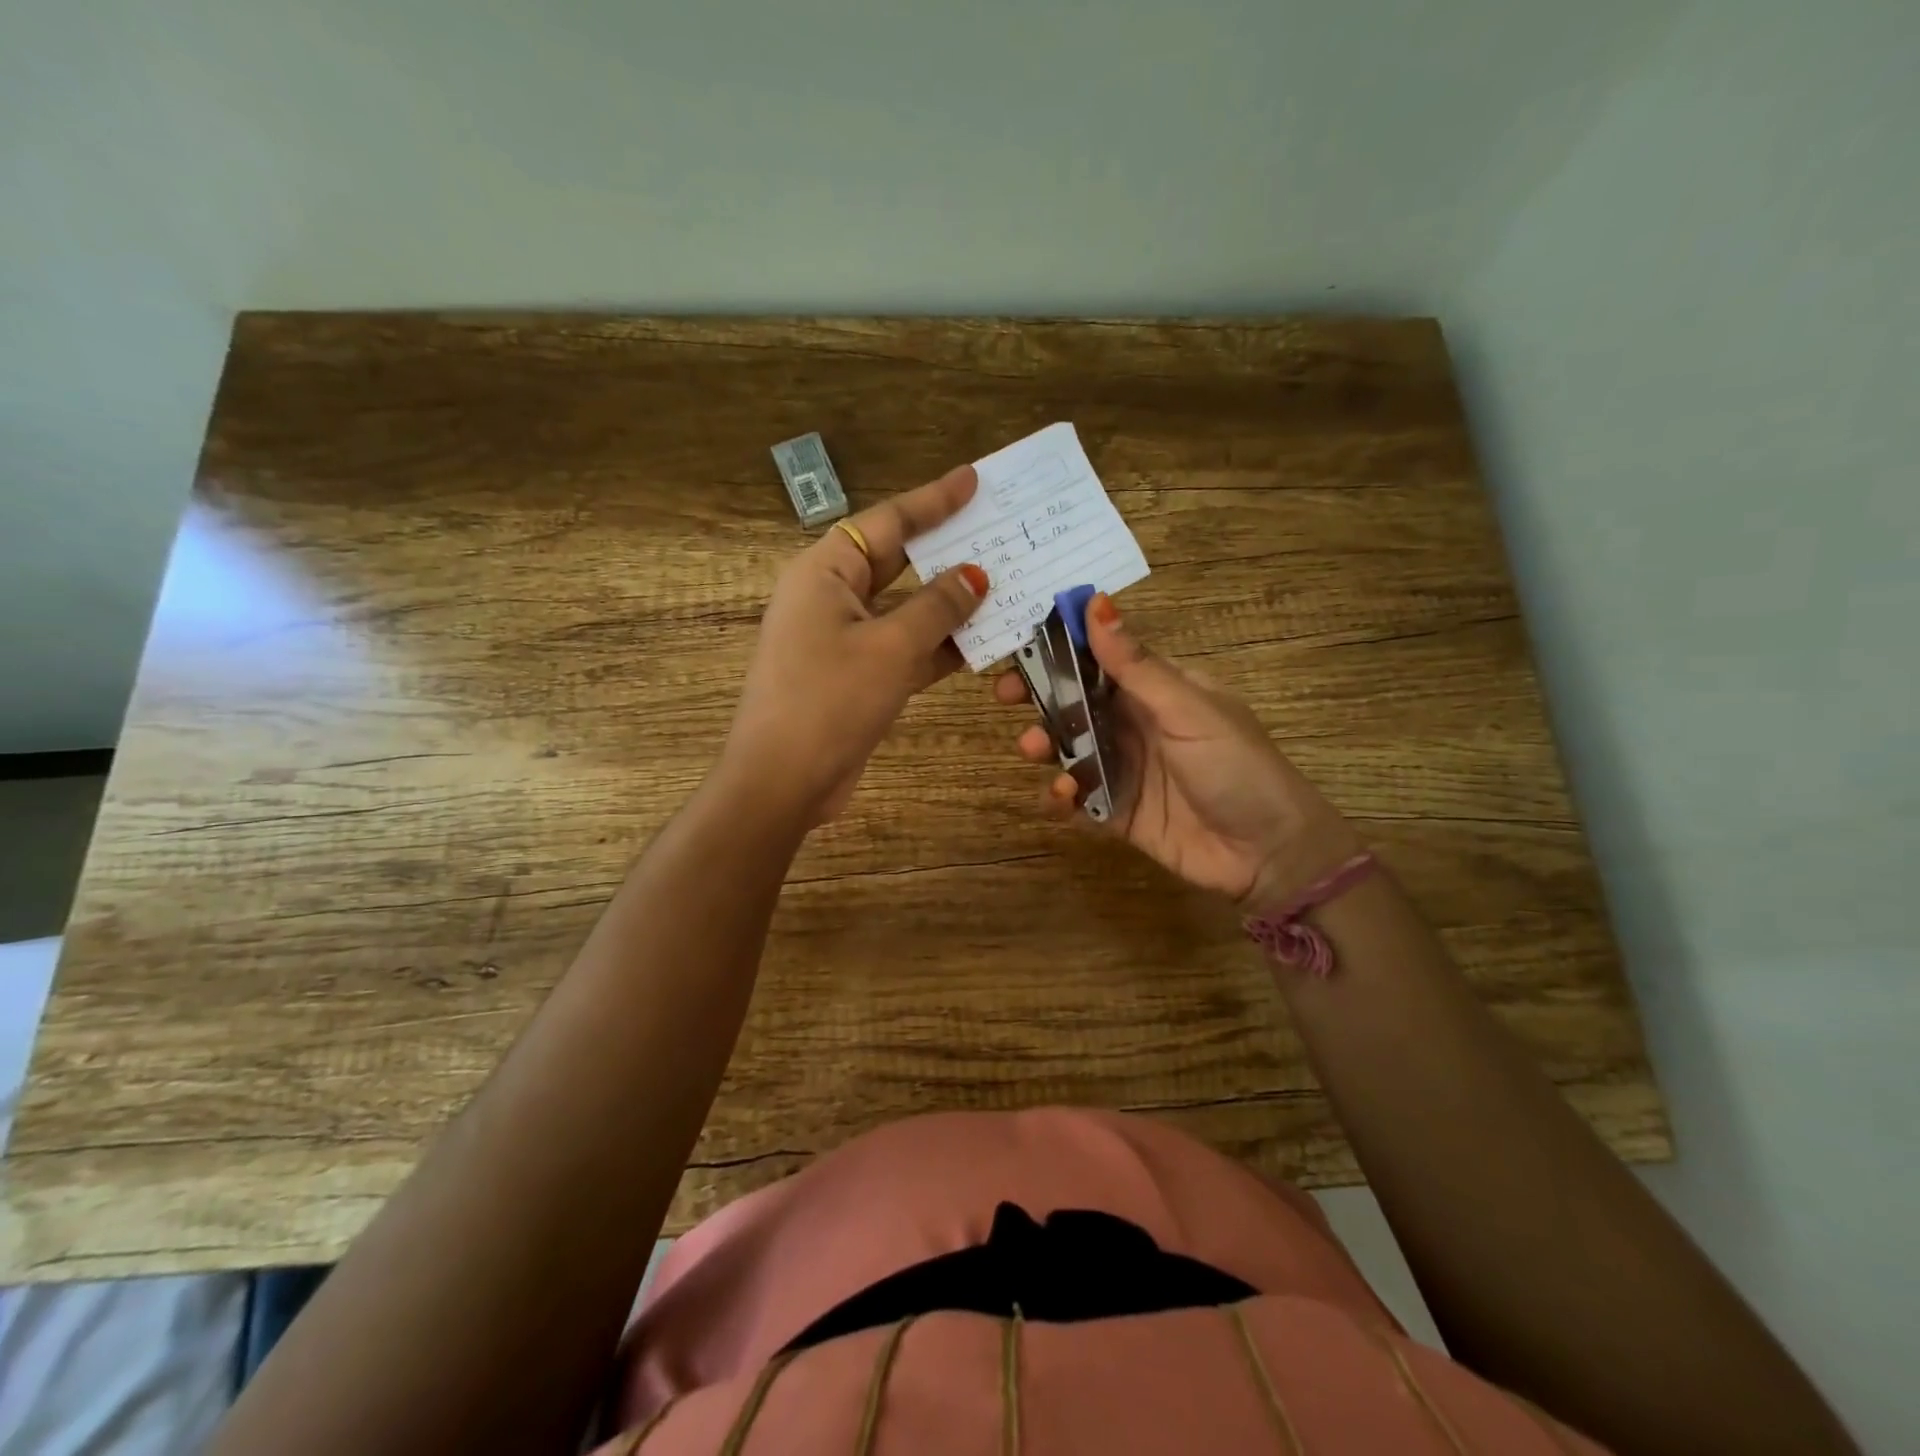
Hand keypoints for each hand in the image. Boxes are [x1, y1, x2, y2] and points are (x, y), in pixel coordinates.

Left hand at [723, 465, 989, 825]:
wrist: (782, 781)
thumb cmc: (829, 700)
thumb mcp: (890, 647)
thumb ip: (937, 607)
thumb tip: (975, 576)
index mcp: (825, 571)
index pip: (886, 522)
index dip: (933, 501)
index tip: (974, 480)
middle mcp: (832, 597)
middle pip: (897, 562)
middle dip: (947, 550)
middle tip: (999, 530)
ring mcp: (844, 640)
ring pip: (906, 609)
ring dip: (951, 604)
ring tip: (1006, 584)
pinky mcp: (857, 677)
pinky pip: (905, 649)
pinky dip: (940, 646)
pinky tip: (985, 642)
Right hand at [993, 592, 1360, 908]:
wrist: (1268, 853)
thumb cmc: (1236, 767)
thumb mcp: (1188, 710)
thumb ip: (1137, 665)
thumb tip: (1095, 603)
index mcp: (1157, 690)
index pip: (1099, 658)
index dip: (1059, 648)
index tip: (1019, 643)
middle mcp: (1135, 724)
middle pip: (1075, 702)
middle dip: (1039, 697)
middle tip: (1005, 696)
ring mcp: (1125, 768)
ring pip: (1069, 748)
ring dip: (1046, 745)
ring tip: (1033, 749)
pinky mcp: (1117, 811)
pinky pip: (1077, 798)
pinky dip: (1061, 796)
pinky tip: (1063, 797)